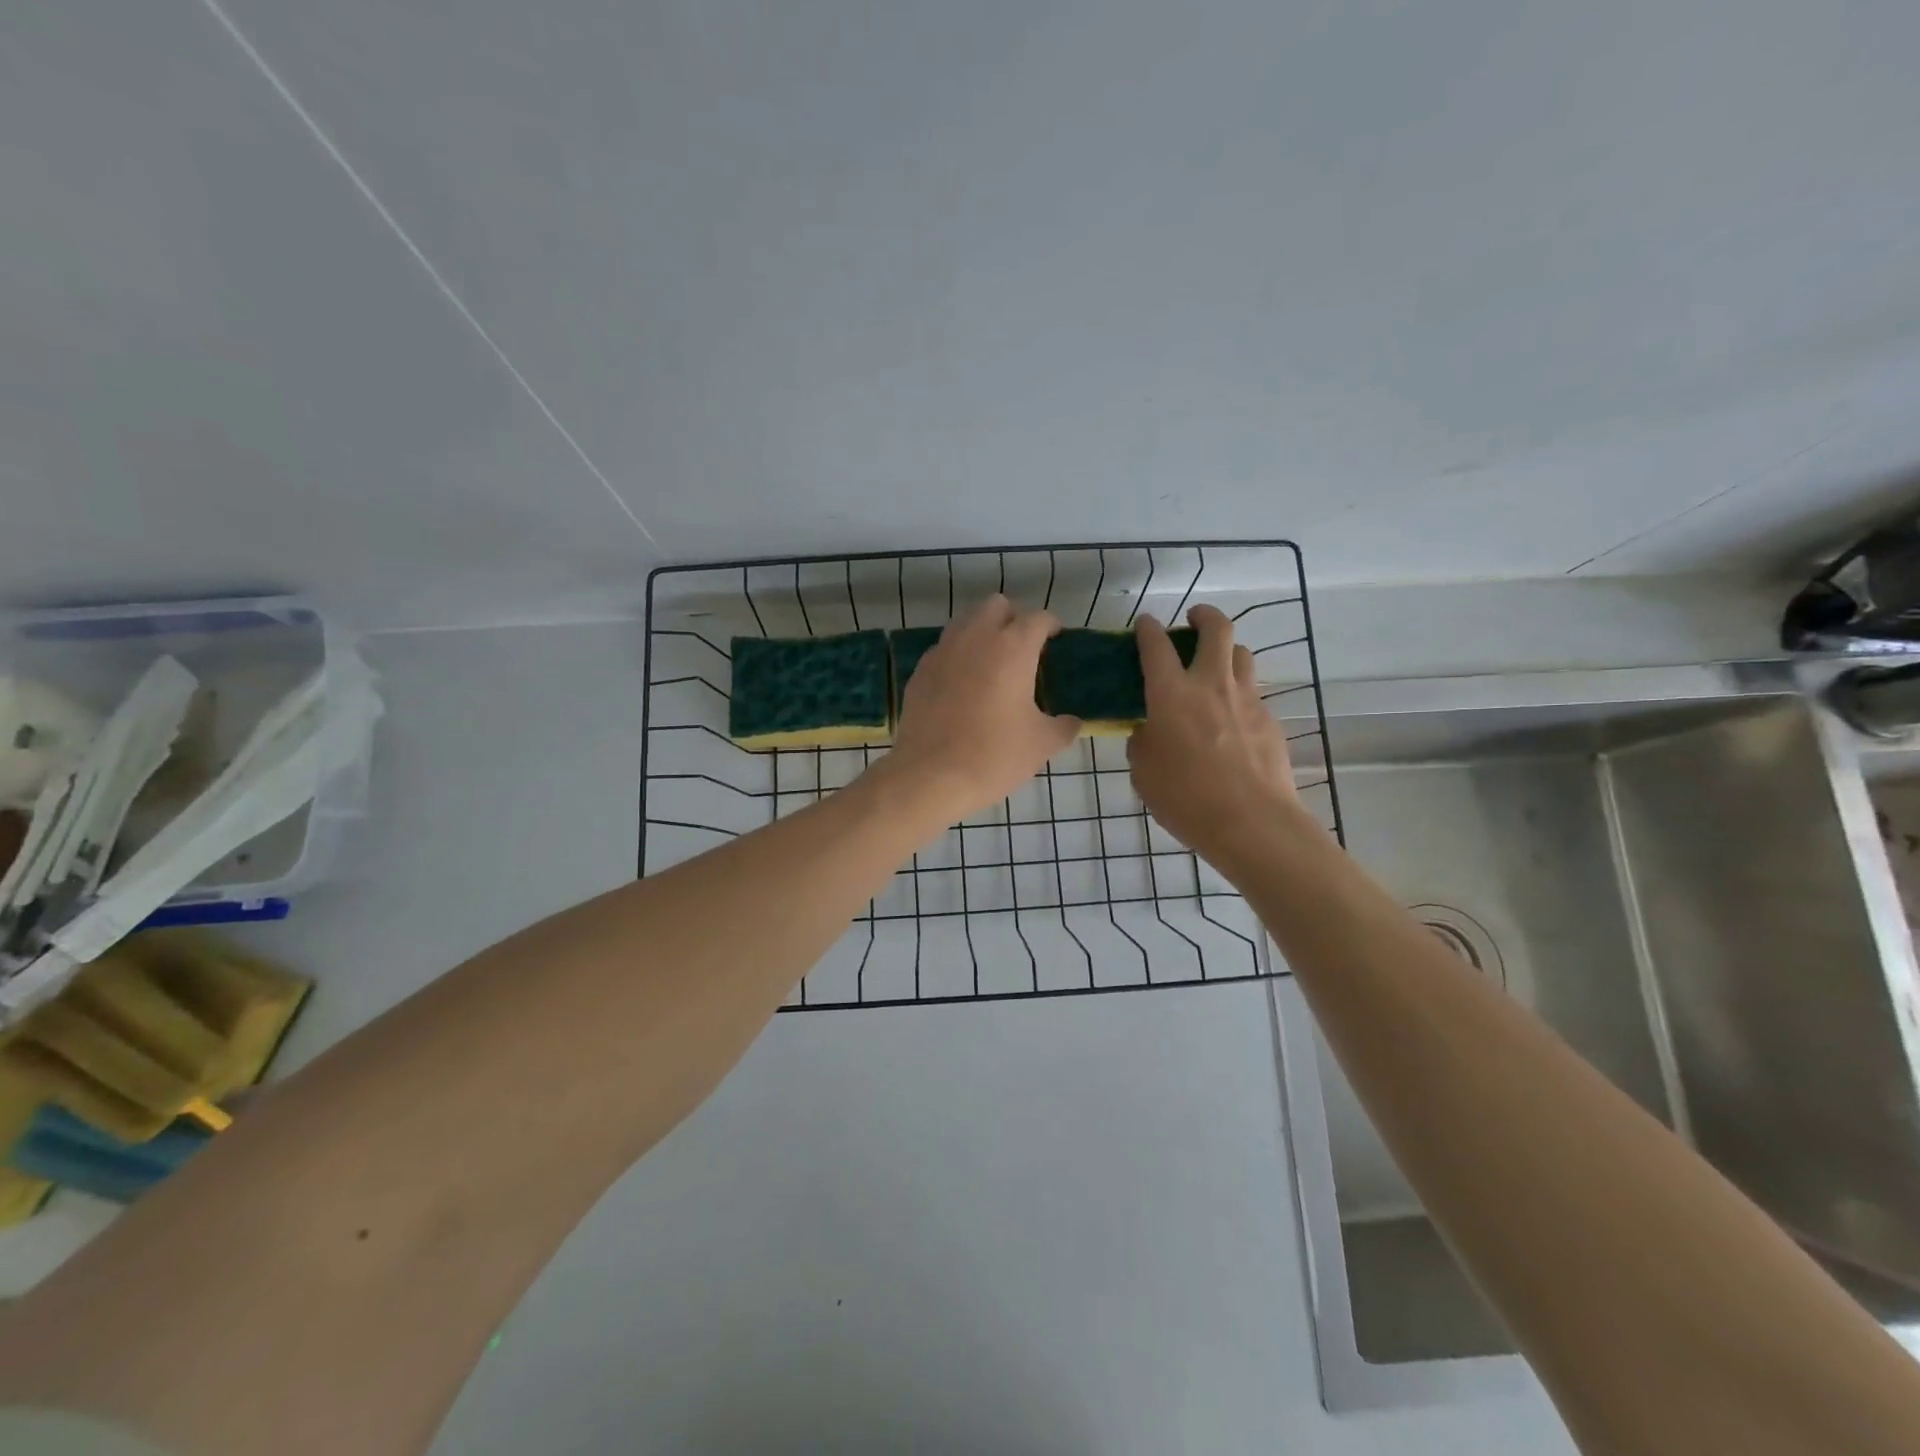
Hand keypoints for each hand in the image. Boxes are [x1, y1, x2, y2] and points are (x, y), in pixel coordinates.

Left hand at [886, 595, 1079, 819]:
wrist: (930, 776)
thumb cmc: (994, 756)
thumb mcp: (1041, 744)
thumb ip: (1063, 726)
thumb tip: (1071, 722)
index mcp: (1012, 648)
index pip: (1037, 618)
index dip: (1051, 625)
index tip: (1056, 638)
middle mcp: (976, 638)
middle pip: (997, 605)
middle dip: (1013, 618)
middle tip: (1023, 646)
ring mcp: (942, 652)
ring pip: (965, 622)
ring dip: (982, 632)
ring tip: (992, 661)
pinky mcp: (920, 671)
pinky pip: (944, 649)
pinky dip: (958, 655)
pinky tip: (963, 683)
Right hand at [1128, 605, 1301, 869]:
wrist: (1251, 822)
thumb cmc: (1186, 798)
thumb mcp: (1144, 772)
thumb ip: (1143, 742)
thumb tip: (1150, 731)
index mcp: (1171, 695)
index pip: (1157, 646)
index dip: (1149, 629)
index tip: (1145, 624)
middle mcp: (1211, 686)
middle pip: (1216, 629)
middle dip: (1204, 616)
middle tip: (1194, 620)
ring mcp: (1247, 701)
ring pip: (1242, 655)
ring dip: (1227, 651)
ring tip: (1216, 667)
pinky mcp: (1270, 721)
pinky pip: (1253, 694)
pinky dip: (1239, 696)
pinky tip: (1231, 721)